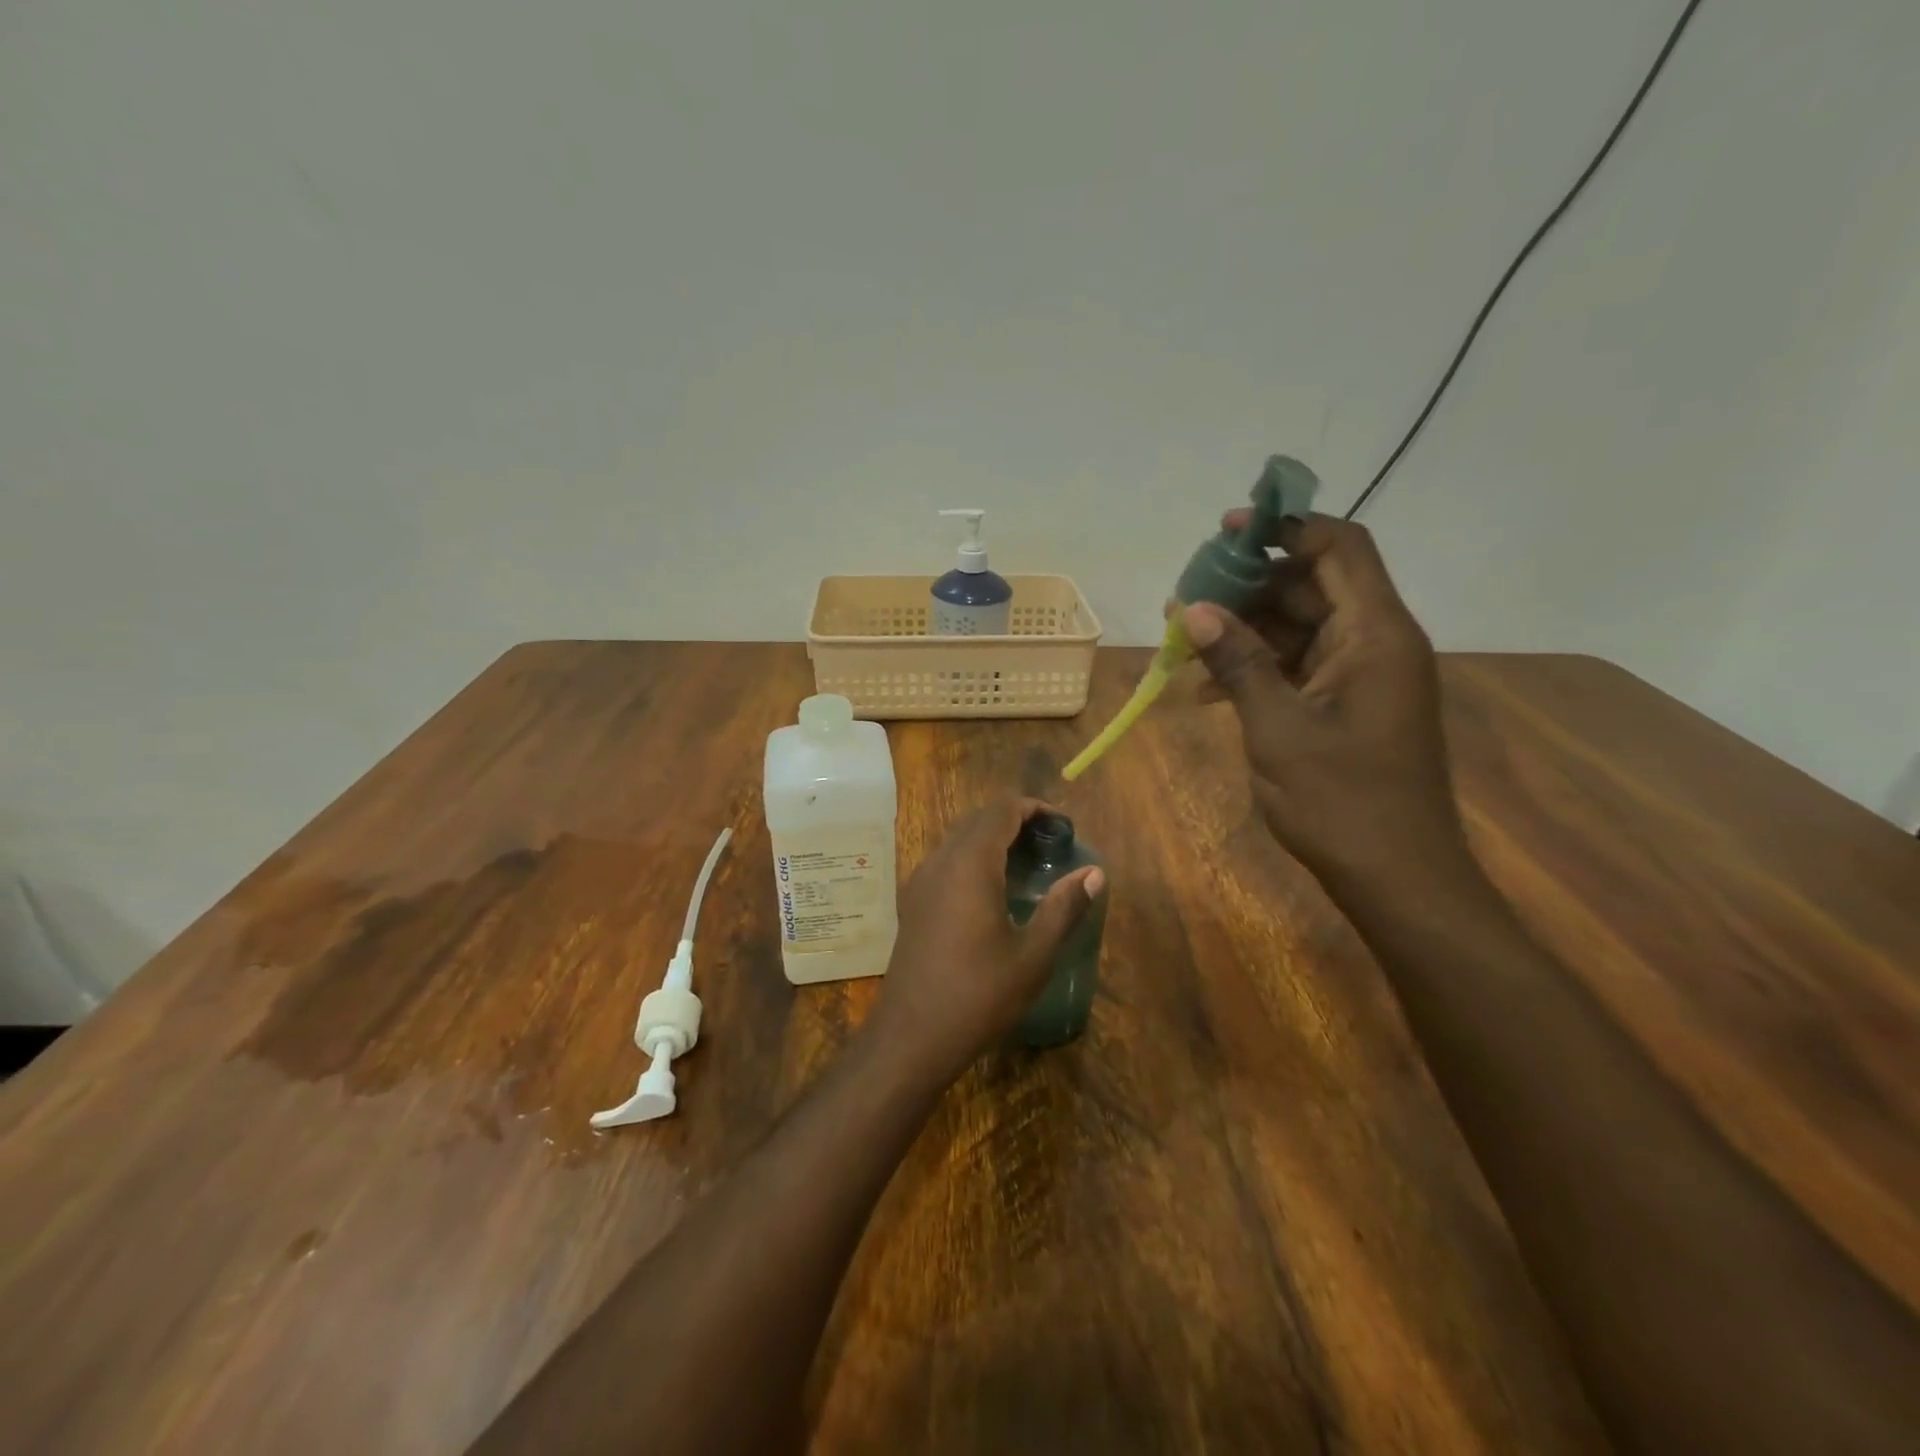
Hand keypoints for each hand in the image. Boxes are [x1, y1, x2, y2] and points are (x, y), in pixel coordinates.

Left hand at [868, 798, 1104, 1081]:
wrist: (912, 1036)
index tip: (1063, 826)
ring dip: (991, 839)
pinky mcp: (912, 903)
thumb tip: (1094, 873)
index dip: (1034, 807)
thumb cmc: (978, 995)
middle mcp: (940, 861)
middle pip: (978, 819)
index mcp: (970, 863)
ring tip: (1026, 864)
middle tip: (1050, 845)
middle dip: (1015, 820)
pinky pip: (945, 862)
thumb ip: (1064, 907)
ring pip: (958, 839)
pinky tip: (991, 892)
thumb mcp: (1033, 955)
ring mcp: (920, 881)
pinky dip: (972, 858)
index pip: (1002, 809)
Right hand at [1181, 513, 1469, 889]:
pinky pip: (1301, 665)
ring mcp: (1364, 675)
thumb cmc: (1341, 801)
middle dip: (1247, 588)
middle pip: (1312, 585)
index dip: (1285, 529)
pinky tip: (1209, 690)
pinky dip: (1259, 668)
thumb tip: (1194, 608)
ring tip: (1184, 646)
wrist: (1396, 876)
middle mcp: (1377, 642)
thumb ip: (1238, 661)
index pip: (1339, 547)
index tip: (1225, 534)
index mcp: (1375, 634)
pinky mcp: (1351, 704)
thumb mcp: (1278, 727)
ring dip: (1245, 632)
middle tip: (1186, 601)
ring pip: (1301, 627)